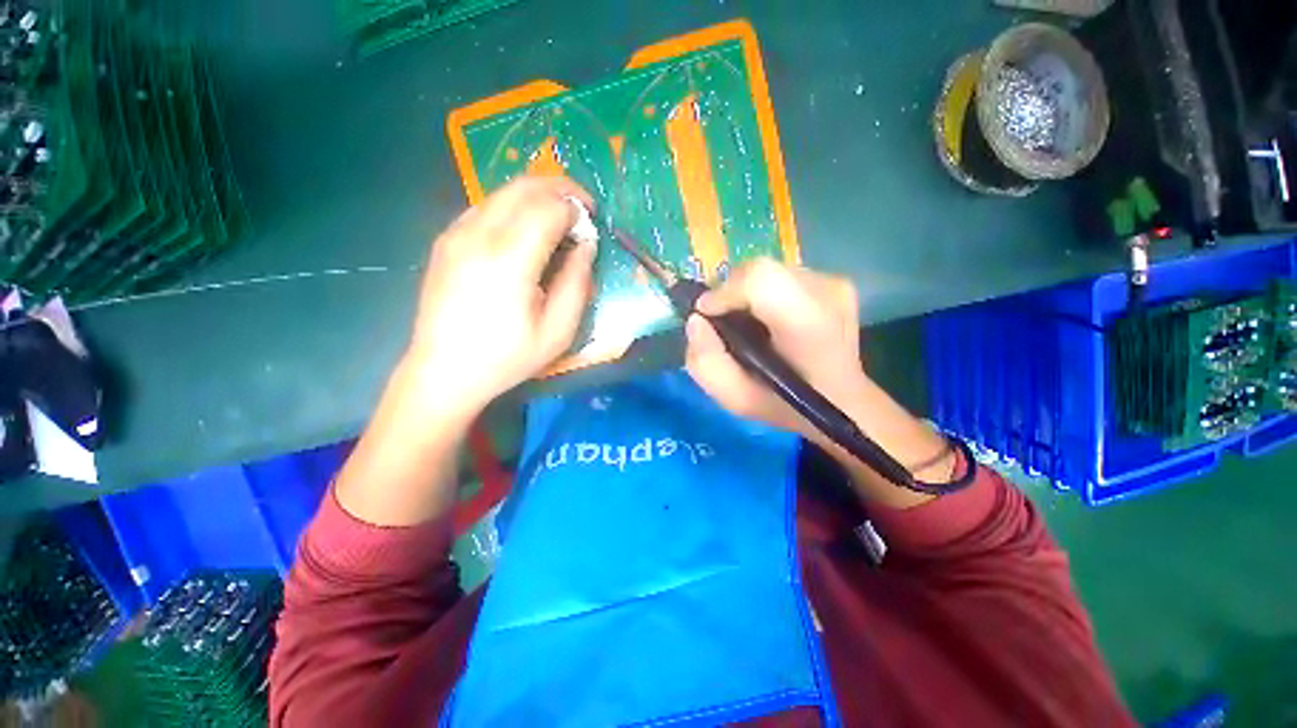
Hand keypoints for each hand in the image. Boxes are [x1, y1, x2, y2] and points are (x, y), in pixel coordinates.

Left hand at [406, 176, 595, 417]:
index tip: (591, 228)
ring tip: (558, 221)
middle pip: (525, 187)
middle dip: (561, 189)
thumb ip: (577, 282)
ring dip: (537, 197)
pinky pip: (485, 206)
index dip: (577, 210)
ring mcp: (456, 233)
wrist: (443, 372)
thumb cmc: (506, 358)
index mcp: (509, 259)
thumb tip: (586, 245)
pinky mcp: (446, 240)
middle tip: (582, 209)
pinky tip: (524, 233)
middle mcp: (479, 234)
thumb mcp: (558, 331)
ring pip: (503, 192)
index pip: (550, 208)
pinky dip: (513, 208)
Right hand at [684, 258, 867, 442]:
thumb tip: (696, 320)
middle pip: (759, 270)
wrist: (842, 405)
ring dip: (747, 294)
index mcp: (807, 325)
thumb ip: (705, 363)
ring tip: (751, 325)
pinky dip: (766, 294)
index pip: (759, 278)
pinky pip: (784, 276)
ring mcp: (835, 283)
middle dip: (730, 293)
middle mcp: (827, 293)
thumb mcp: (735, 399)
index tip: (708, 316)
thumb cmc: (787, 406)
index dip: (724, 292)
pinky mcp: (837, 281)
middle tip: (726, 325)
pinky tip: (773, 320)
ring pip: (769, 270)